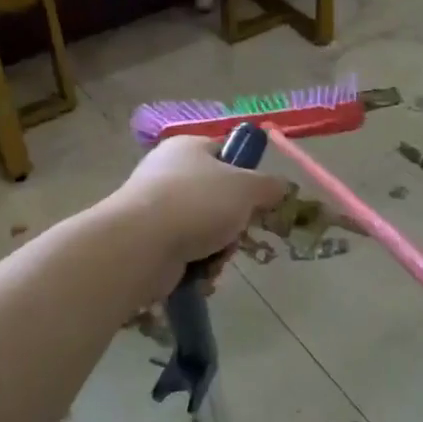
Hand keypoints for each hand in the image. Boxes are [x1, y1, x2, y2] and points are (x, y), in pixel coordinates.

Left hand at [108, 136, 288, 298]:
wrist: (140, 246)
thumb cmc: (197, 203)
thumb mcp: (247, 187)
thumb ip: (270, 185)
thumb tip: (283, 186)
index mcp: (188, 147)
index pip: (227, 153)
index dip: (248, 174)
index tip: (261, 197)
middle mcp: (169, 173)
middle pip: (220, 197)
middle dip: (235, 221)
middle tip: (240, 231)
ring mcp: (156, 209)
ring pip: (207, 229)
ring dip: (220, 248)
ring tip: (216, 256)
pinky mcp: (149, 243)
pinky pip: (188, 253)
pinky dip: (200, 265)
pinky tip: (201, 273)